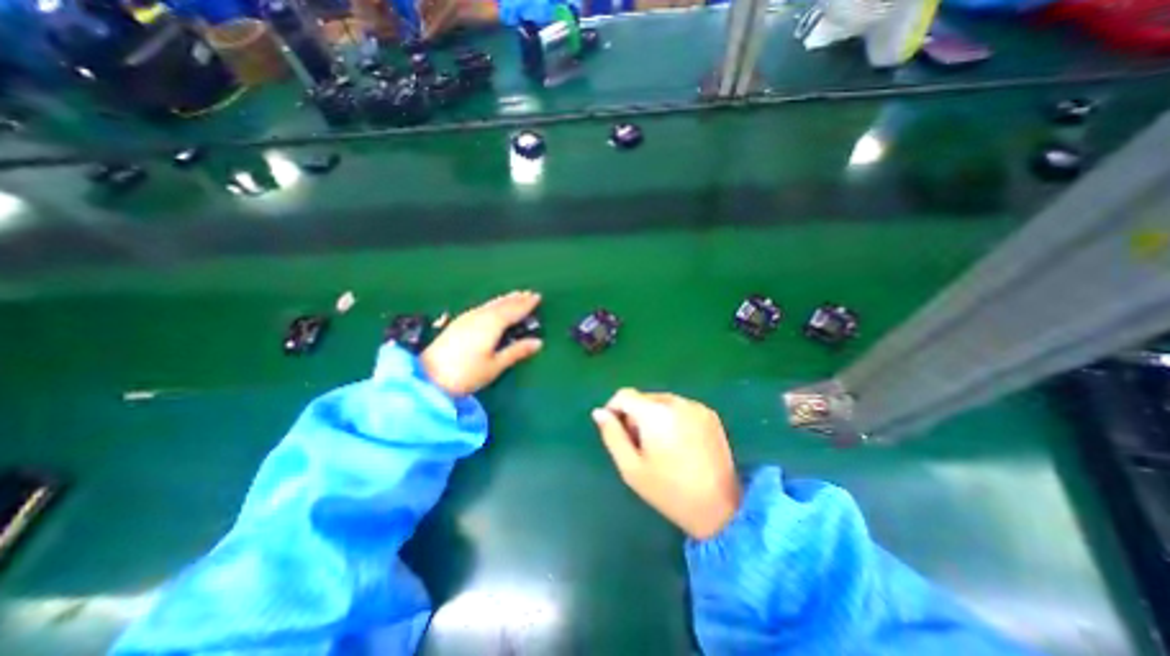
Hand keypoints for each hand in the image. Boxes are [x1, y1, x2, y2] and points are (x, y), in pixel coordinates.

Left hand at [420, 290, 544, 394]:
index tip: (538, 296)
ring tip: (515, 296)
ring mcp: (467, 318)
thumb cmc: (466, 374)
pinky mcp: (458, 323)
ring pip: (490, 304)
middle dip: (516, 299)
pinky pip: (482, 307)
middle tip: (529, 293)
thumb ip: (517, 351)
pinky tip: (492, 307)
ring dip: (504, 300)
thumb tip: (538, 342)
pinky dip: (493, 305)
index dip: (526, 304)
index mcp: (492, 324)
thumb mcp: (495, 365)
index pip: (513, 310)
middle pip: (501, 304)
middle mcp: (480, 316)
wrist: (427, 377)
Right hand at [595, 389, 737, 537]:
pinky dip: (672, 418)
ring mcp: (696, 406)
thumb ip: (612, 435)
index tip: (614, 430)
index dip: (614, 408)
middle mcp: (676, 402)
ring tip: (659, 446)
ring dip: (653, 416)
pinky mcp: (710, 414)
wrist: (720, 508)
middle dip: (635, 415)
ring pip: (662, 401)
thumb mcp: (631, 468)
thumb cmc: (668, 491)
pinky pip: (681, 407)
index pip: (625, 395)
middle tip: (639, 445)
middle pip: (644, 397)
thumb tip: (599, 412)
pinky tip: (679, 443)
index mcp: (655, 413)